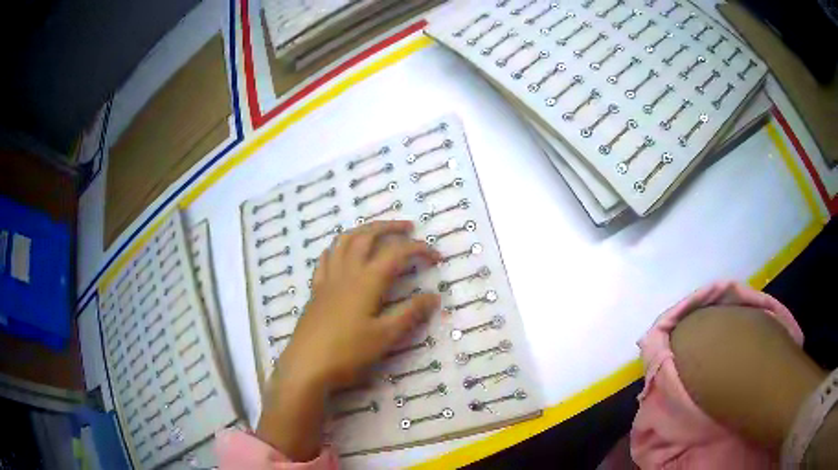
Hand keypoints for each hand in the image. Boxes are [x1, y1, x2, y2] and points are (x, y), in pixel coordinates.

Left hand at [257, 220, 440, 460]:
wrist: (307, 366)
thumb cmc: (348, 352)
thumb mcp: (385, 336)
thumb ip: (410, 314)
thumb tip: (433, 296)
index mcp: (367, 281)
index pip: (397, 252)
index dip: (419, 249)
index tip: (437, 257)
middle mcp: (347, 272)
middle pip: (367, 236)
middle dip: (389, 227)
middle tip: (408, 228)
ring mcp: (328, 279)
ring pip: (343, 241)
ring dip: (363, 231)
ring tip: (377, 233)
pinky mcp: (316, 290)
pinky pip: (326, 258)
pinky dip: (339, 247)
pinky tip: (343, 254)